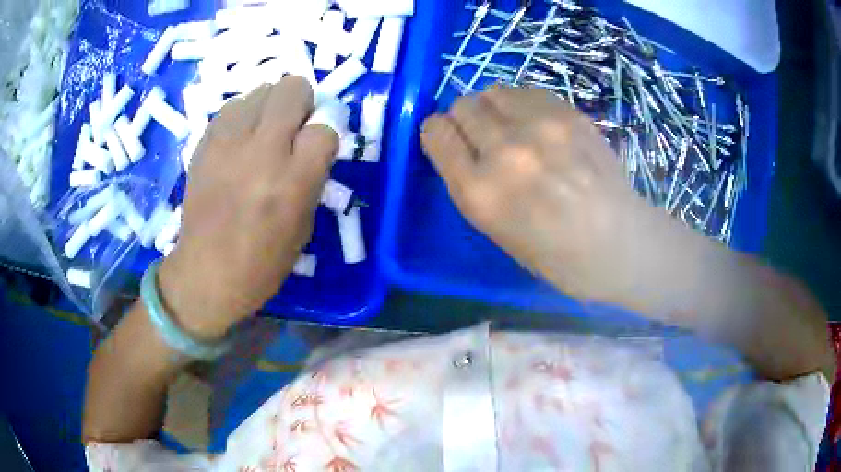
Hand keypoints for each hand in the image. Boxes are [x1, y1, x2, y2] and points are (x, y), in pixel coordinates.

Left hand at [158, 76, 337, 339]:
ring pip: (261, 89)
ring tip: (263, 132)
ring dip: (270, 105)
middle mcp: (262, 152)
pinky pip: (232, 107)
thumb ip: (311, 175)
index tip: (316, 145)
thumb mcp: (303, 225)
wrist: (206, 273)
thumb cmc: (262, 261)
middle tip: (293, 126)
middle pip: (293, 90)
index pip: (325, 128)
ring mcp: (228, 144)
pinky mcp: (205, 144)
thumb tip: (312, 138)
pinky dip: (243, 115)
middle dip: (301, 103)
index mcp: (293, 181)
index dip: (324, 133)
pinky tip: (240, 138)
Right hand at [421, 87, 655, 301]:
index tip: (452, 139)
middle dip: (467, 119)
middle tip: (487, 137)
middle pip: (462, 105)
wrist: (618, 243)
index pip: (436, 134)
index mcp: (479, 193)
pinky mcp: (568, 114)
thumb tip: (465, 146)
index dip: (440, 133)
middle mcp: (504, 152)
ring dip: (495, 107)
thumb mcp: (496, 231)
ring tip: (515, 128)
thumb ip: (473, 184)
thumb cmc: (556, 255)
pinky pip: (527, 91)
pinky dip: (524, 103)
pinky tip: (539, 124)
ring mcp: (539, 128)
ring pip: (493, 91)